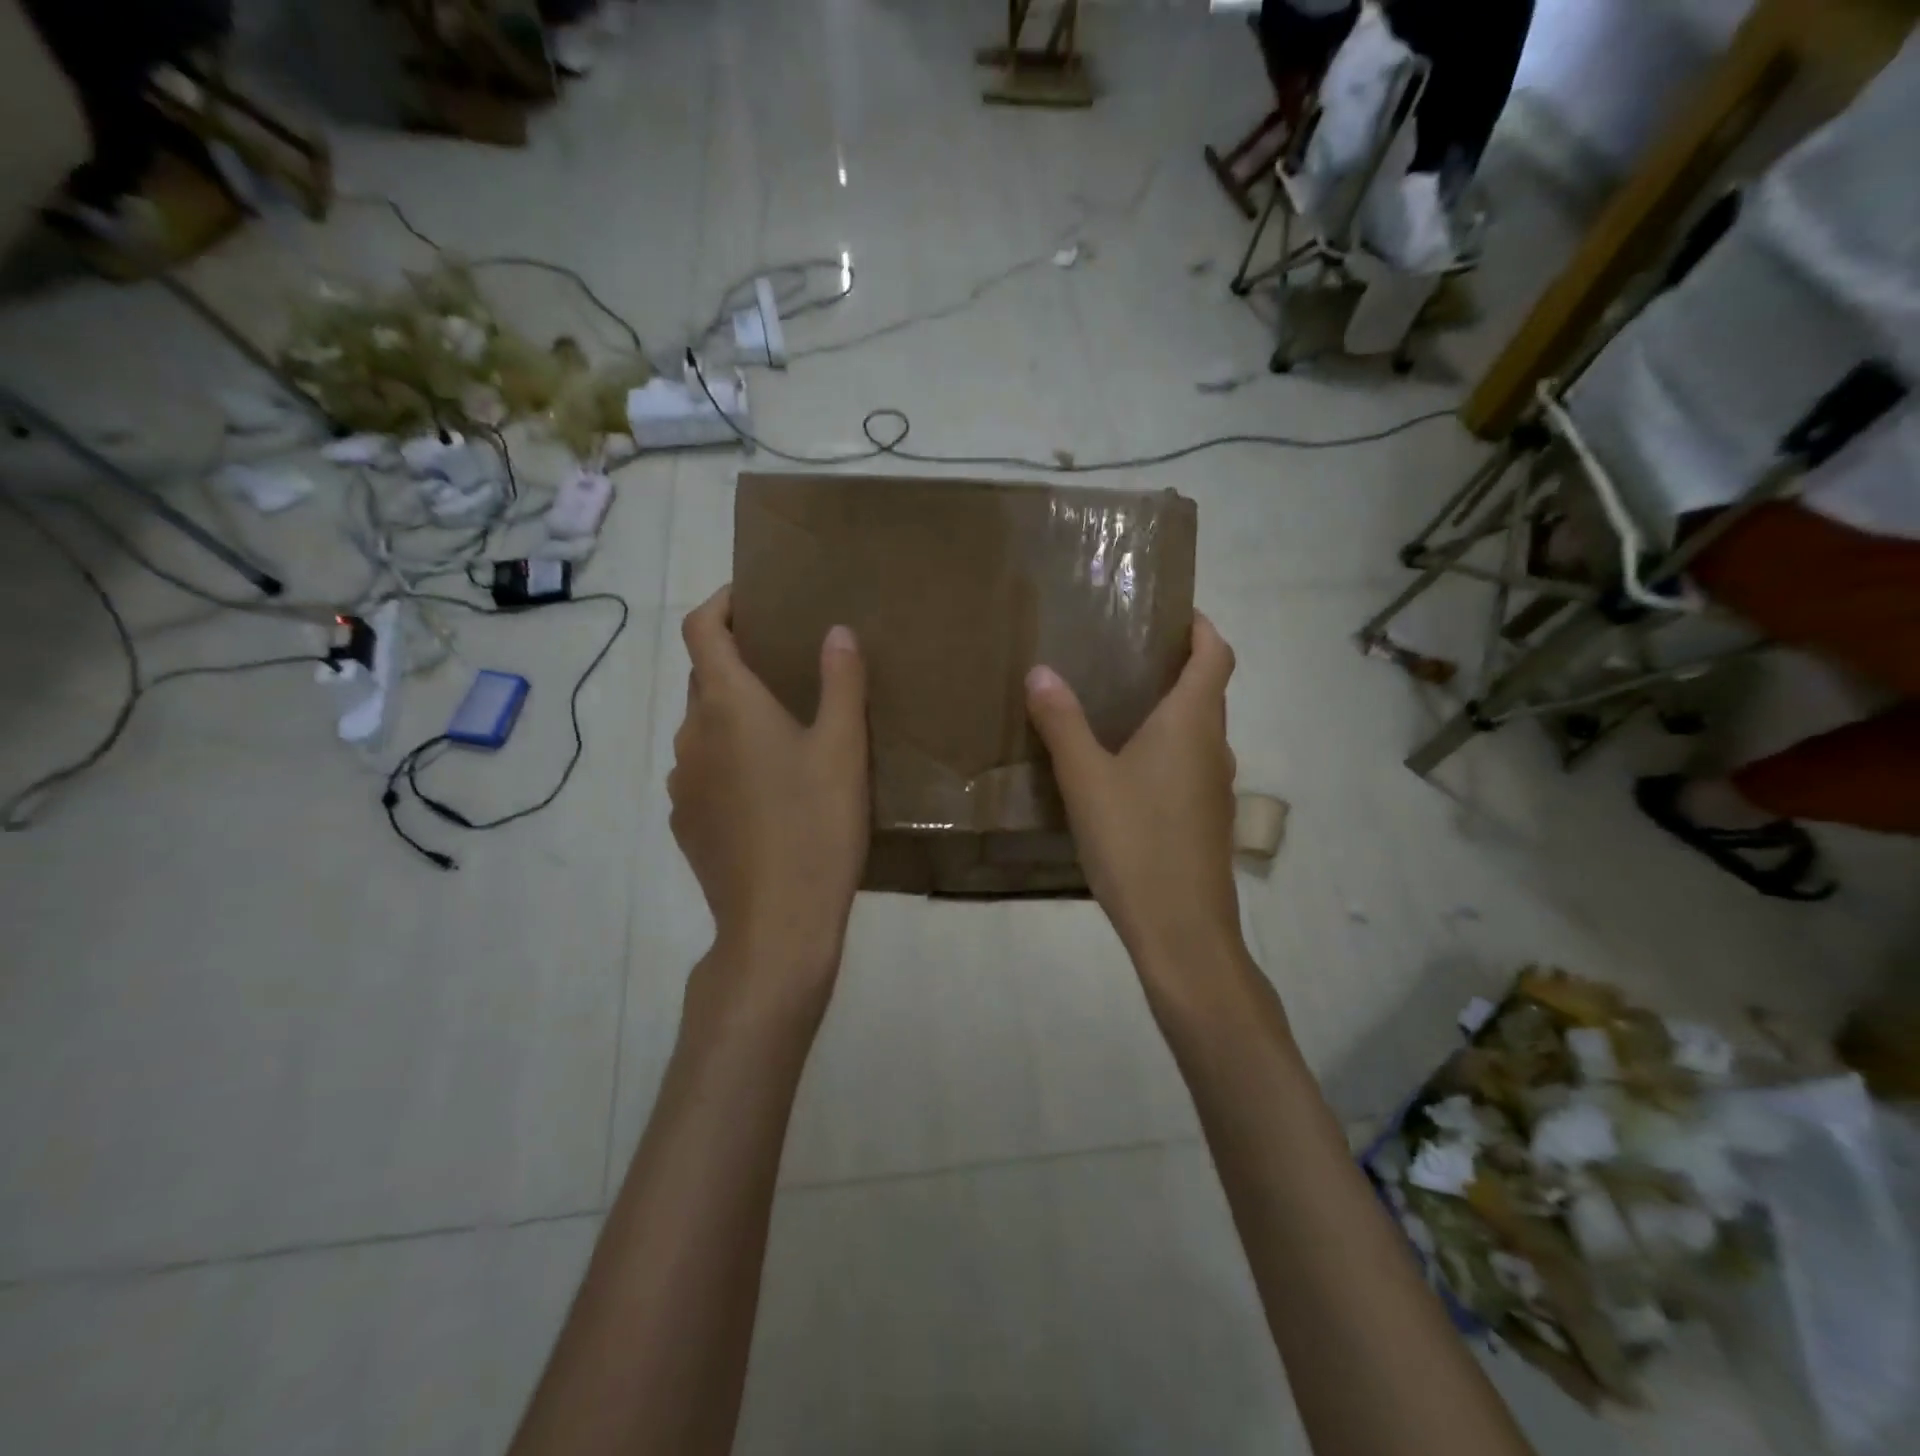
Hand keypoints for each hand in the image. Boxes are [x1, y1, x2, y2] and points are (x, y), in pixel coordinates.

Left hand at [669, 587, 868, 1026]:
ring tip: (783, 732)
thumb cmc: (816, 825)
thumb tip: (836, 631)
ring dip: (734, 715)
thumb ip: (841, 682)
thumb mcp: (844, 749)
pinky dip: (728, 760)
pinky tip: (767, 791)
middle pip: (703, 677)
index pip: (700, 629)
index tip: (751, 598)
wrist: (777, 923)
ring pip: (704, 728)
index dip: (720, 603)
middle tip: (787, 667)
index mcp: (727, 705)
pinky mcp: (685, 821)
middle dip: (737, 661)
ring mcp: (681, 782)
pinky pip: (703, 771)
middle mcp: (691, 735)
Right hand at [1025, 614, 1243, 988]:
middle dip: (1175, 667)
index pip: (1215, 655)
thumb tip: (1041, 671)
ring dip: (1169, 712)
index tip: (1172, 613)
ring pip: (1198, 732)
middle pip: (1207, 691)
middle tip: (1124, 658)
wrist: (1181, 930)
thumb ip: (1062, 723)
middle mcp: (1214, 747)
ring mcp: (1216, 787)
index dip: (1201, 627)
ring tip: (1117, 709)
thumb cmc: (1135, 842)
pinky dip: (1166, 750)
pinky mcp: (1207, 820)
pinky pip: (1190, 766)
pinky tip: (1125, 772)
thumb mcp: (1085, 779)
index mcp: (1192, 724)